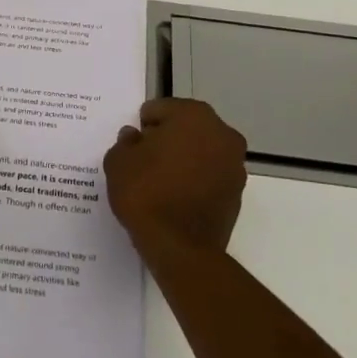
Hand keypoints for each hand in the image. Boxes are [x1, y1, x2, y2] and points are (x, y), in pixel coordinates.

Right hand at [104, 98, 247, 256]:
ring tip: (160, 183)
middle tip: (145, 163)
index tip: (134, 147)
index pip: (160, 110)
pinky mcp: (238, 192)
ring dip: (184, 160)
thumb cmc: (146, 193)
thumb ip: (125, 142)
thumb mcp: (118, 162)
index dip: (143, 127)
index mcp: (193, 115)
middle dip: (167, 140)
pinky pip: (210, 176)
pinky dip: (195, 181)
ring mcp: (234, 163)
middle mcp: (221, 133)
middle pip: (185, 128)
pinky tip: (176, 198)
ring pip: (201, 152)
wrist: (180, 247)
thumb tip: (135, 138)